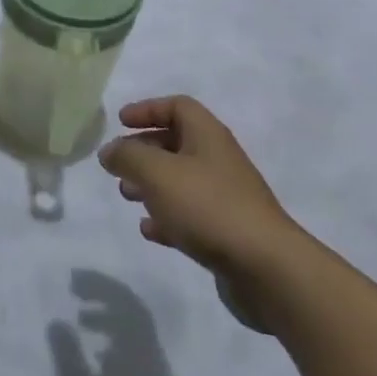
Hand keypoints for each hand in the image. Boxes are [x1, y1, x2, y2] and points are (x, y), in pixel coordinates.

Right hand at [100, 96, 306, 295]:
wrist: (266, 269)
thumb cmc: (208, 206)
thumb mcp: (157, 172)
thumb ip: (127, 156)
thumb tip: (109, 151)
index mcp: (208, 136)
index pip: (178, 106)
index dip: (148, 109)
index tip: (121, 122)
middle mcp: (218, 161)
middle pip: (177, 143)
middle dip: (144, 150)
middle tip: (118, 163)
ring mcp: (225, 198)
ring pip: (181, 181)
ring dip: (151, 184)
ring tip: (127, 195)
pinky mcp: (227, 233)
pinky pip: (190, 215)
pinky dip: (166, 217)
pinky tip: (149, 230)